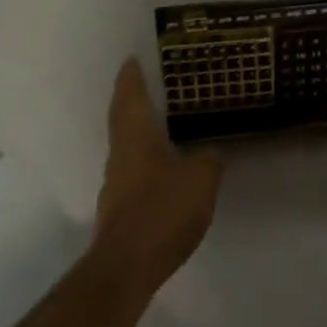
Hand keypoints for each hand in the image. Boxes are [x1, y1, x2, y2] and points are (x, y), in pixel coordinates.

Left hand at [92, 60, 222, 291]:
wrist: (127, 267)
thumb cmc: (162, 209)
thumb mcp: (200, 179)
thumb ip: (209, 160)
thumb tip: (211, 152)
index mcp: (136, 135)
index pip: (130, 95)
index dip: (131, 76)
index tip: (131, 59)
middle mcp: (120, 153)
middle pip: (122, 118)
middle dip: (130, 99)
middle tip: (144, 84)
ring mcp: (115, 183)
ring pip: (125, 146)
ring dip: (136, 131)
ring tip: (157, 124)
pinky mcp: (118, 210)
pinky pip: (131, 172)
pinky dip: (142, 161)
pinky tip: (160, 170)